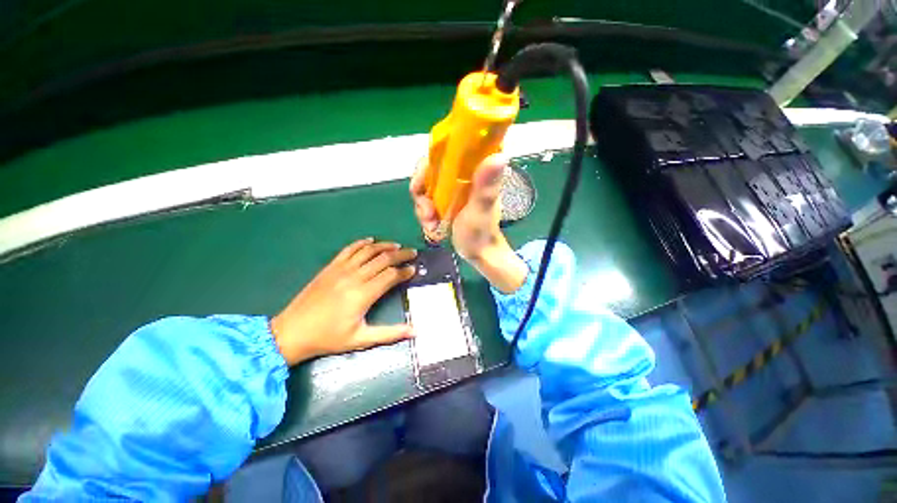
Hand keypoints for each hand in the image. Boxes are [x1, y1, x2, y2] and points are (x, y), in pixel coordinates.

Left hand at [270, 238, 416, 365]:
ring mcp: (341, 269)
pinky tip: (371, 241)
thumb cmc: (328, 338)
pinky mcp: (330, 267)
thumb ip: (390, 333)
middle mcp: (354, 277)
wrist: (291, 332)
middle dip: (401, 255)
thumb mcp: (361, 339)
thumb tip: (415, 331)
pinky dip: (362, 243)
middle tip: (412, 253)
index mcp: (363, 295)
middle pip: (383, 259)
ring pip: (368, 251)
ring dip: (385, 246)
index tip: (414, 269)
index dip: (405, 271)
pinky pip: (349, 249)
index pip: (391, 275)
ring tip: (397, 246)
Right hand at [410, 155, 527, 292]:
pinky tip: (432, 227)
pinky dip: (425, 214)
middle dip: (422, 192)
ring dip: (423, 208)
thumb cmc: (482, 232)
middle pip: (429, 170)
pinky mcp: (445, 201)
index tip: (421, 184)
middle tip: (428, 213)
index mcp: (473, 171)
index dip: (429, 163)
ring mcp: (451, 189)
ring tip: (431, 224)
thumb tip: (500, 156)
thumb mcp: (482, 210)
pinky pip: (426, 201)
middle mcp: (461, 176)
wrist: (477, 253)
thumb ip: (486, 187)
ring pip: (425, 187)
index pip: (446, 151)